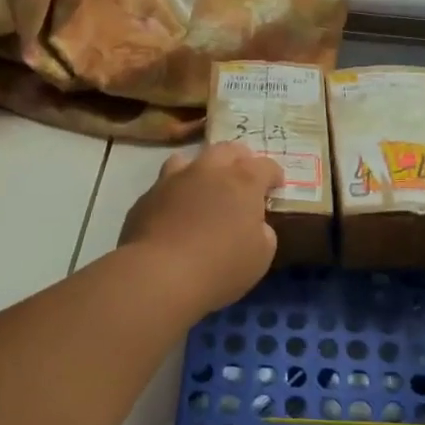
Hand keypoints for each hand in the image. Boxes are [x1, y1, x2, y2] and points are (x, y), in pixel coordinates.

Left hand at [120, 142, 283, 314]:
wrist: (159, 274)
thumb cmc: (220, 266)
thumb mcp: (261, 256)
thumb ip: (263, 232)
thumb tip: (254, 224)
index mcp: (243, 181)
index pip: (265, 165)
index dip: (274, 175)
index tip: (276, 187)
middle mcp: (209, 170)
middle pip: (228, 150)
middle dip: (240, 159)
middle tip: (244, 176)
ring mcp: (174, 179)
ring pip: (191, 159)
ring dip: (203, 168)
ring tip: (204, 186)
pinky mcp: (148, 196)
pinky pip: (166, 184)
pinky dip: (176, 192)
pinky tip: (175, 211)